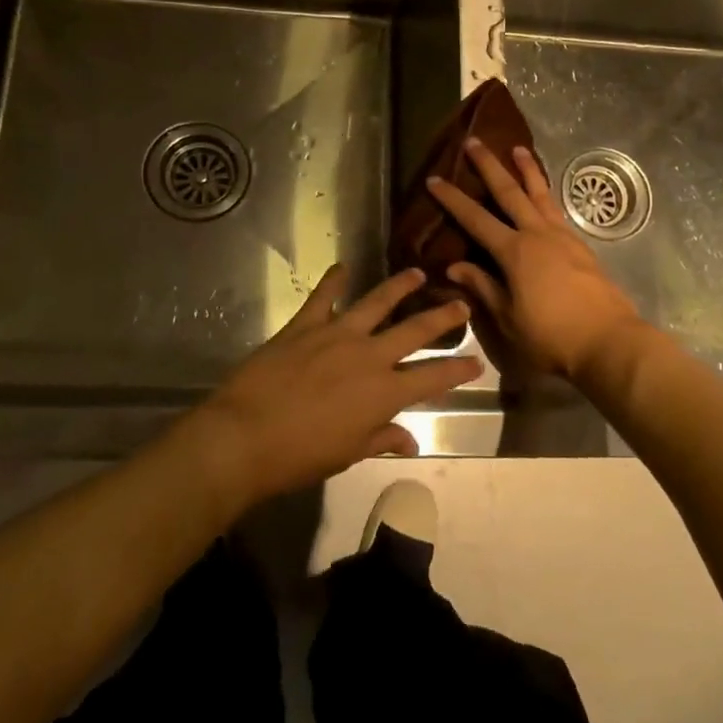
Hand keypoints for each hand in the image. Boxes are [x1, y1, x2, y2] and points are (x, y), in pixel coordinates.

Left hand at [180, 266, 479, 510]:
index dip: (458, 370)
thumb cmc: (300, 456)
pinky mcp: (304, 326)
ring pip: (376, 303)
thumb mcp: (348, 454)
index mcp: (383, 393)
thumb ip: (381, 439)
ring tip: (416, 273)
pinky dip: (333, 280)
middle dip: (442, 317)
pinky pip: (323, 297)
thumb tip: (409, 441)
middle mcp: (368, 356)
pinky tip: (342, 267)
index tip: (477, 362)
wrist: (245, 436)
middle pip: (414, 330)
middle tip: (461, 304)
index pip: (432, 379)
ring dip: (399, 286)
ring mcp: (336, 335)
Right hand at [427, 139, 642, 381]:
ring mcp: (562, 237)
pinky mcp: (580, 246)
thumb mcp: (509, 318)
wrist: (609, 341)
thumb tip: (454, 266)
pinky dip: (546, 193)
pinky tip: (543, 194)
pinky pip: (556, 209)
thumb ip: (483, 287)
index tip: (434, 179)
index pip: (475, 219)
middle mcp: (537, 234)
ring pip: (540, 194)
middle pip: (509, 192)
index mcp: (514, 252)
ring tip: (518, 149)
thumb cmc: (552, 336)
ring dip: (526, 170)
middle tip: (474, 141)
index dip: (453, 199)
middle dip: (489, 166)